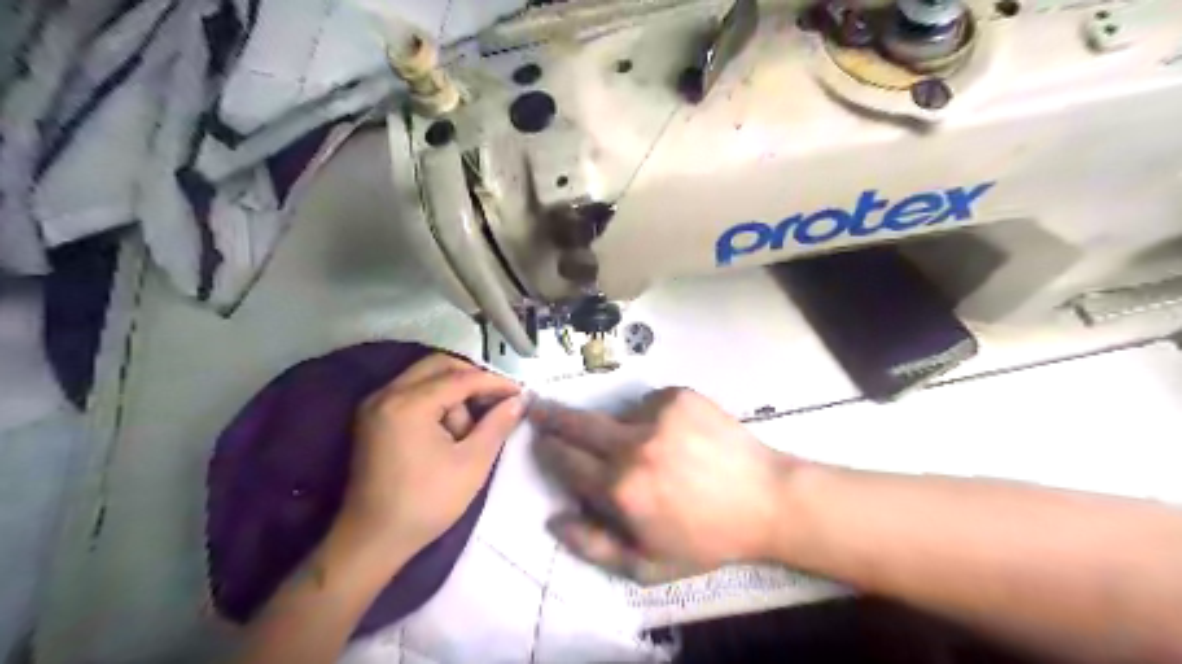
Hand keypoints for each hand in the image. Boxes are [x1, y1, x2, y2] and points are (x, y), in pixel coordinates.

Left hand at [342, 359, 526, 555]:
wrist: (373, 539)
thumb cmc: (426, 503)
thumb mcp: (472, 463)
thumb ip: (497, 425)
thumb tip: (517, 400)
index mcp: (409, 404)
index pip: (460, 378)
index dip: (494, 382)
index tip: (520, 391)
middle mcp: (387, 394)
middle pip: (439, 366)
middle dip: (472, 379)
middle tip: (497, 400)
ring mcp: (375, 405)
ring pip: (425, 377)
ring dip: (453, 393)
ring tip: (468, 430)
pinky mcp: (373, 418)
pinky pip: (411, 392)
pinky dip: (435, 401)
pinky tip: (449, 428)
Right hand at [533, 386, 791, 583]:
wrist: (766, 499)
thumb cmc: (706, 538)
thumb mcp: (648, 564)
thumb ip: (593, 546)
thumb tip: (553, 519)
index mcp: (621, 488)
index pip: (564, 460)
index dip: (548, 450)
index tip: (540, 441)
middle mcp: (632, 445)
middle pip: (576, 423)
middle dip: (551, 416)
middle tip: (536, 407)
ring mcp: (657, 414)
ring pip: (616, 414)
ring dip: (617, 427)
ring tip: (647, 447)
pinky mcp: (678, 395)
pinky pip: (648, 403)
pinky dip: (650, 416)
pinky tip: (674, 436)